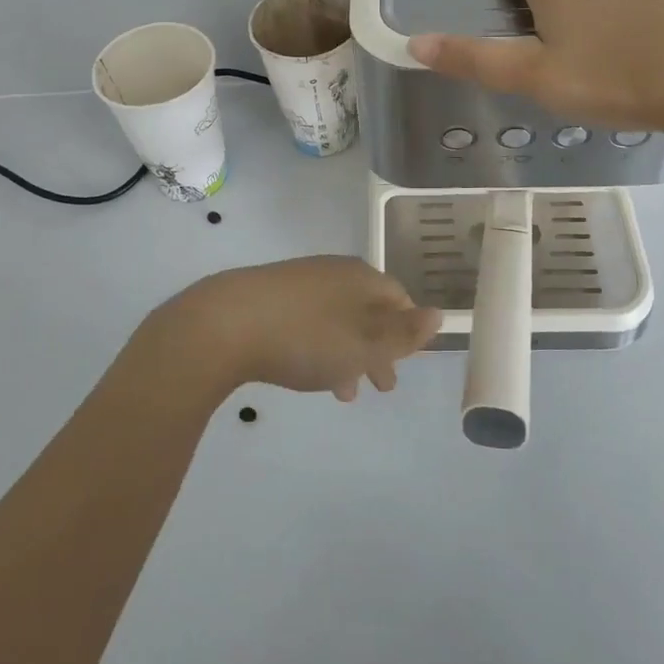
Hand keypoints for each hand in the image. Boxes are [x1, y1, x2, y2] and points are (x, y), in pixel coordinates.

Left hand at [152, 256, 442, 400]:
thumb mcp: (365, 343)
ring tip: (344, 391)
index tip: (407, 361)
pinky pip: (309, 321)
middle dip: (378, 348)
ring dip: (348, 353)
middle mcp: (334, 271)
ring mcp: (299, 280)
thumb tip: (438, 315)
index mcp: (361, 278)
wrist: (226, 324)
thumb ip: (404, 333)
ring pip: (337, 318)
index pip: (398, 298)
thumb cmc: (306, 338)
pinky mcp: (269, 295)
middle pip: (368, 309)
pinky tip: (306, 371)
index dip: (407, 330)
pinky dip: (319, 347)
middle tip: (382, 386)